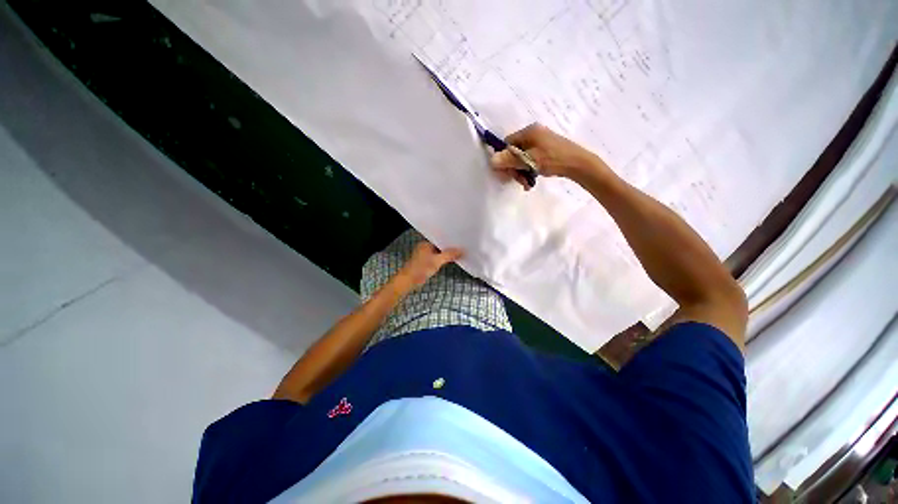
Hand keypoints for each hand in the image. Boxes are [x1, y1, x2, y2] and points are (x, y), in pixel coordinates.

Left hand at [394, 241, 463, 289]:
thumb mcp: (437, 261)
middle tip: (461, 248)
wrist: (408, 281)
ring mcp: (424, 255)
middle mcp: (424, 247)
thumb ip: (449, 255)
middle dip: (449, 248)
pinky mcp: (425, 263)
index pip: (440, 239)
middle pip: (440, 246)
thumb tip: (461, 251)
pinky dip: (442, 260)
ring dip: (445, 255)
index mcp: (425, 243)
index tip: (460, 242)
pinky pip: (436, 258)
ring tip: (458, 254)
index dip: (450, 241)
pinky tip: (449, 261)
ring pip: (438, 253)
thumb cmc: (420, 269)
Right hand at [490, 123, 607, 189]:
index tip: (507, 172)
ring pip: (522, 158)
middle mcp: (534, 134)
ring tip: (526, 184)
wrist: (578, 164)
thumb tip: (492, 160)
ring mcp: (540, 142)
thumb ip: (510, 160)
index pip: (508, 143)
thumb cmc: (553, 159)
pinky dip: (528, 171)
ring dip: (521, 172)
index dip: (504, 158)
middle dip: (514, 168)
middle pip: (514, 152)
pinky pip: (530, 160)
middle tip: (518, 181)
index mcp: (529, 131)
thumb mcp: (529, 160)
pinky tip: (531, 181)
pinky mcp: (545, 150)